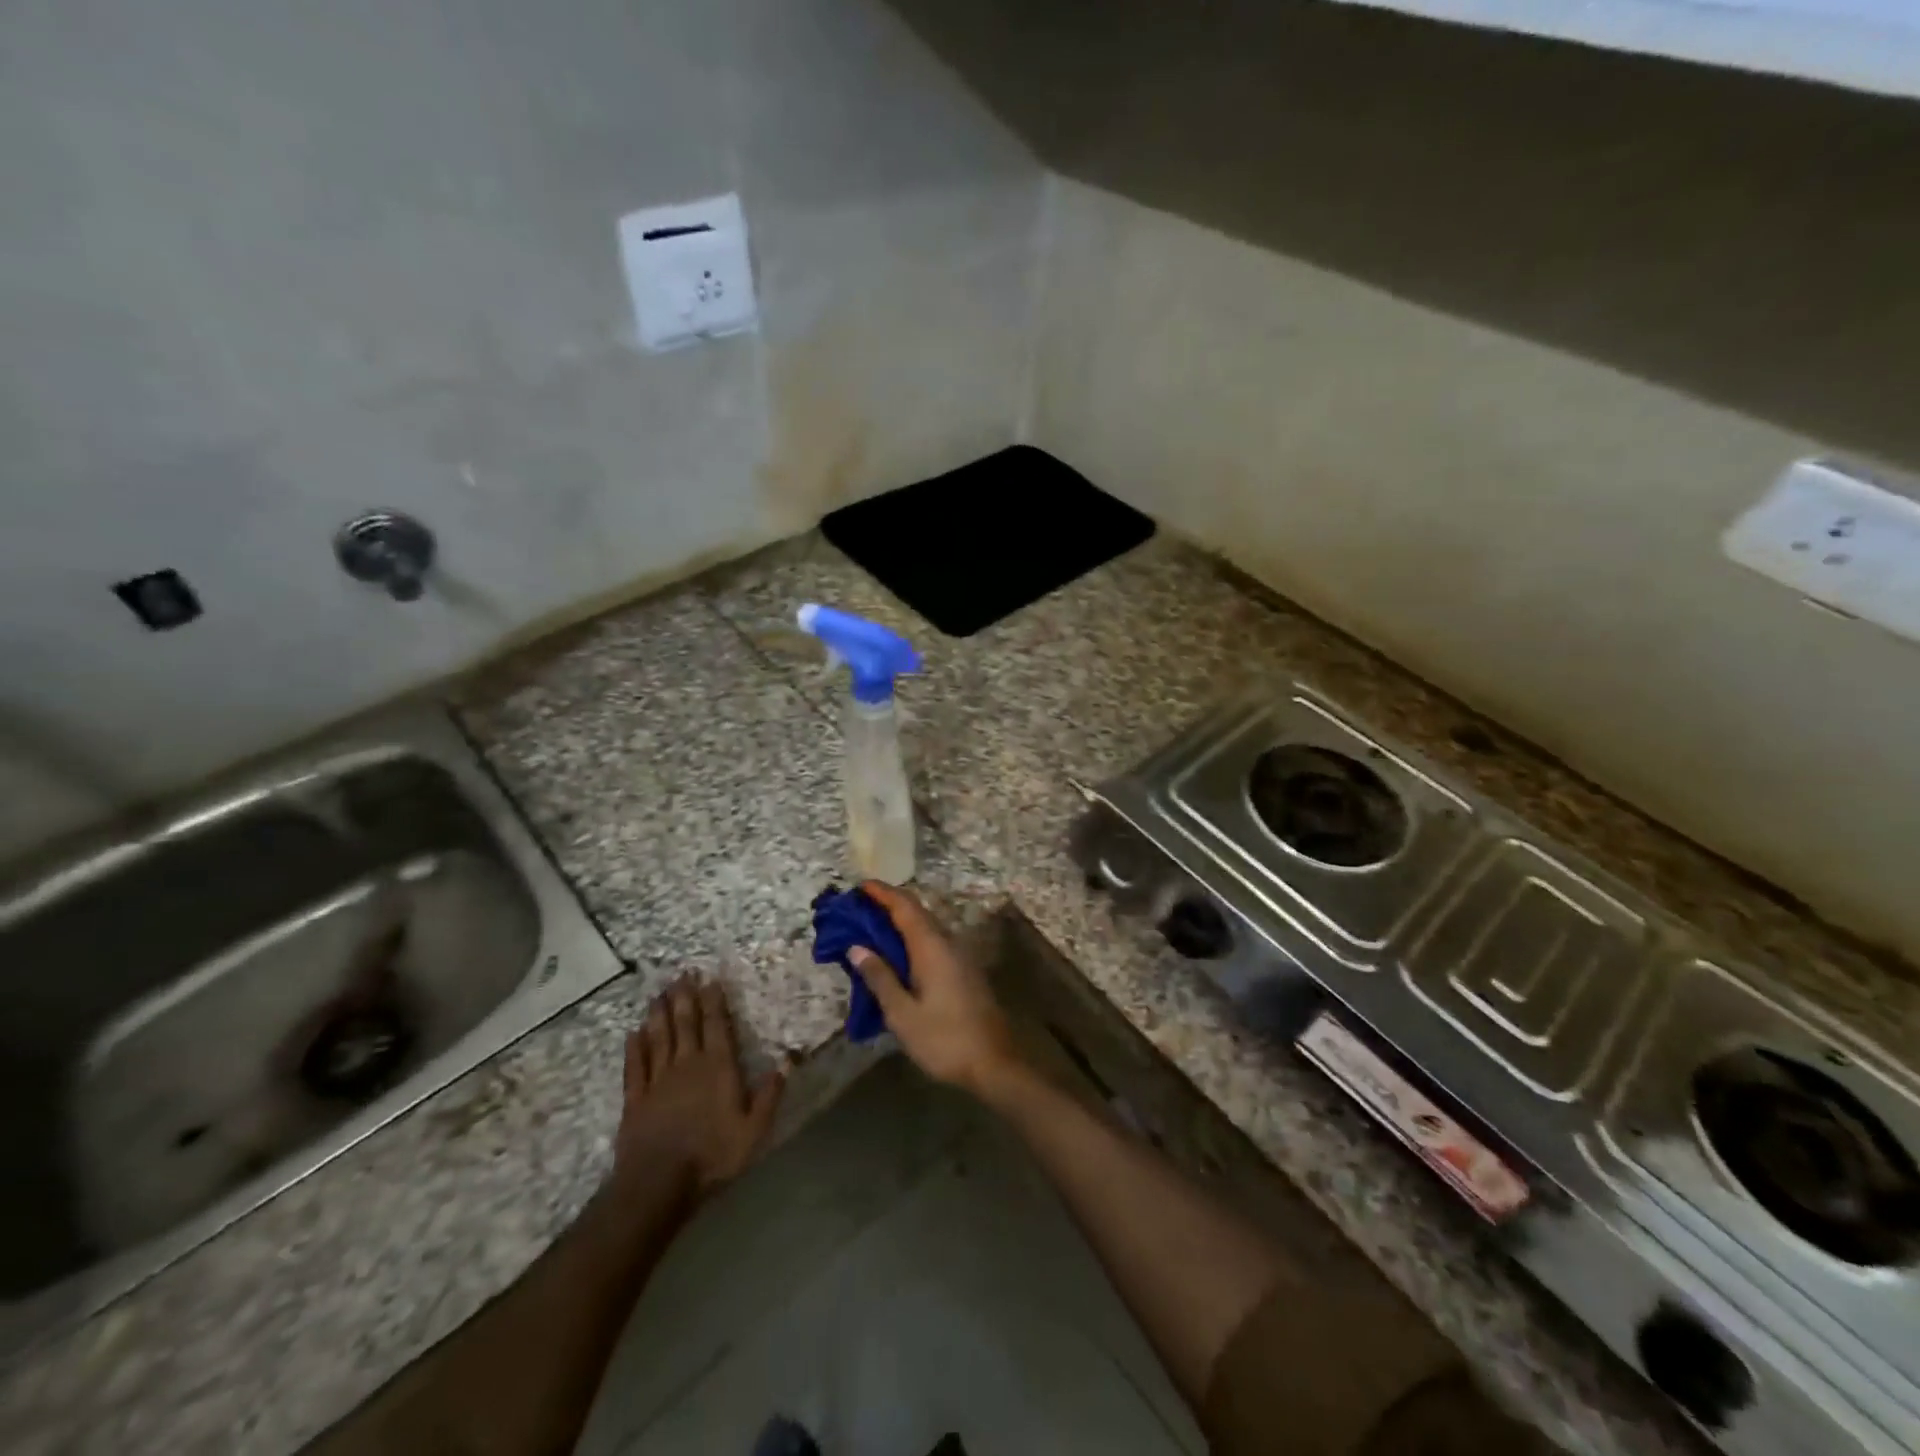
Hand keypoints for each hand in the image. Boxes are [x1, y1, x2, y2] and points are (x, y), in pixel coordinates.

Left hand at [614, 976, 784, 1197]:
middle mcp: (687, 1064)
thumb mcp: (754, 1129)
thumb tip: (788, 1060)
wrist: (658, 1184)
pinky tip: (633, 1032)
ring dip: (660, 1013)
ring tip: (659, 993)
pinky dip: (634, 1047)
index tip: (710, 979)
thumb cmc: (713, 1155)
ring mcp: (658, 1080)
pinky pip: (634, 1066)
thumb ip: (770, 1093)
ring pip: (659, 1037)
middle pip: (686, 1023)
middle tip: (682, 973)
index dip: (714, 1001)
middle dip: (685, 996)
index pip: (717, 1025)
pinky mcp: (635, 1098)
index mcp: (718, 1067)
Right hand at [847, 881, 1024, 1098]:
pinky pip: (933, 942)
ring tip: (871, 928)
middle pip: (916, 912)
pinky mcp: (963, 970)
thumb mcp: (902, 1014)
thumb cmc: (944, 1039)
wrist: (994, 1062)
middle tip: (858, 907)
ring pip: (926, 926)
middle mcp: (948, 942)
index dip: (882, 893)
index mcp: (931, 946)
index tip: (859, 886)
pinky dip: (911, 938)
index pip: (904, 906)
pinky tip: (896, 955)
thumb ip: (880, 978)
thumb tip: (857, 948)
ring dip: (899, 922)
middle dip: (887, 904)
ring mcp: (959, 955)